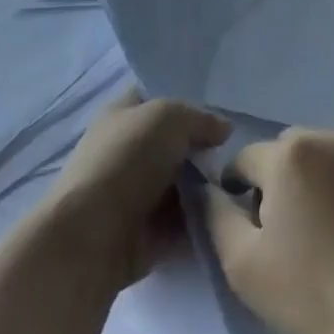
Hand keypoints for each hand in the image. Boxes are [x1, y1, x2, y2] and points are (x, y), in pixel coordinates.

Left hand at [43, 87, 228, 285]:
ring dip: (209, 189)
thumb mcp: (170, 118)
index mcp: (123, 115)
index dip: (187, 101)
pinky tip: (230, 215)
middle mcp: (128, 151)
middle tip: (236, 154)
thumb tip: (223, 130)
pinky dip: (205, 221)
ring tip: (240, 188)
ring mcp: (137, 194)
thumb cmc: (128, 160)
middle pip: (177, 145)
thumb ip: (201, 119)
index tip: (221, 111)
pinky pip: (185, 221)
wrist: (93, 236)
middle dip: (206, 150)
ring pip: (184, 185)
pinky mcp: (147, 232)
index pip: (157, 98)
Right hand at [203, 129, 333, 333]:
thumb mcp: (243, 266)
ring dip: (326, 181)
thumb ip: (216, 216)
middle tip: (294, 231)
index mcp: (291, 154)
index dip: (241, 192)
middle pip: (294, 150)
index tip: (253, 230)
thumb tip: (209, 188)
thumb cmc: (314, 295)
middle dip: (285, 179)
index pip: (247, 160)